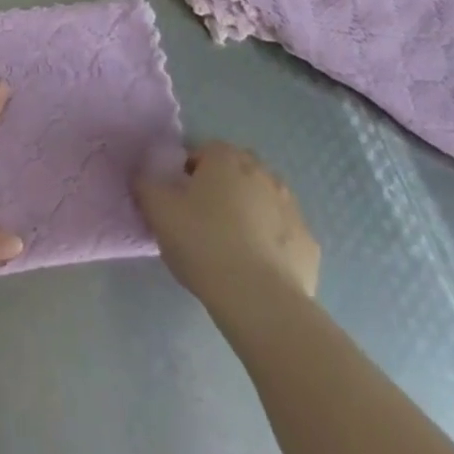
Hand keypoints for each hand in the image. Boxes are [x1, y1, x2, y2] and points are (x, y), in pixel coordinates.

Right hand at [135, 141, 320, 311]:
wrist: (260, 301)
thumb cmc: (204, 244)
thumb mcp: (158, 212)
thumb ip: (146, 186)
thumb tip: (144, 177)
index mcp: (227, 158)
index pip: (203, 152)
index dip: (188, 174)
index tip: (179, 202)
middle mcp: (263, 173)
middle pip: (236, 173)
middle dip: (222, 190)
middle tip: (203, 223)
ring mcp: (291, 208)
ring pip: (263, 203)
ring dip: (249, 216)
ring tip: (231, 250)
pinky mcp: (309, 244)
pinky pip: (283, 237)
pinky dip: (272, 247)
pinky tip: (257, 271)